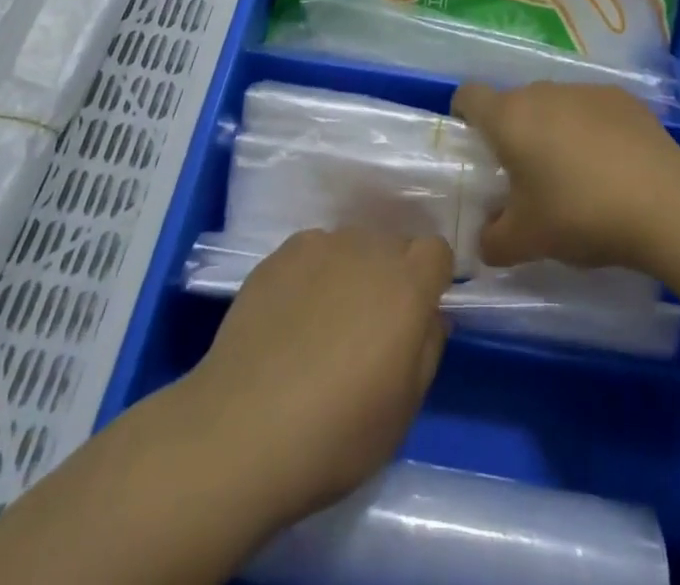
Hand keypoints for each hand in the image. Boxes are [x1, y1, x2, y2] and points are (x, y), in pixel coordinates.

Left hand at [176, 229, 450, 530]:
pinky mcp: (279, 255)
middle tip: (370, 327)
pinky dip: (312, 275)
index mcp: (407, 284)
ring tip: (324, 324)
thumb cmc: (337, 433)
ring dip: (351, 272)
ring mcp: (320, 246)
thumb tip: (431, 316)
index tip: (416, 316)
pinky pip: (312, 253)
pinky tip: (291, 319)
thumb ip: (427, 349)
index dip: (430, 280)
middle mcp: (368, 249)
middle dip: (391, 276)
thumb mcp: (404, 408)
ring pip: (351, 247)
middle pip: (392, 246)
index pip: (436, 252)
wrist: (243, 429)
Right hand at [451, 82, 679, 270]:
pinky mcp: (621, 98)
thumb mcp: (526, 240)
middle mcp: (542, 92)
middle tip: (524, 176)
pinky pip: (591, 110)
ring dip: (552, 130)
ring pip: (554, 105)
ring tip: (573, 174)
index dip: (465, 116)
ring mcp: (584, 90)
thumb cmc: (579, 213)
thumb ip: (493, 241)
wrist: (663, 201)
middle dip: (513, 133)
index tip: (475, 147)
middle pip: (514, 103)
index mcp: (509, 117)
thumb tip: (485, 240)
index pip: (469, 96)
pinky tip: (611, 166)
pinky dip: (590, 129)